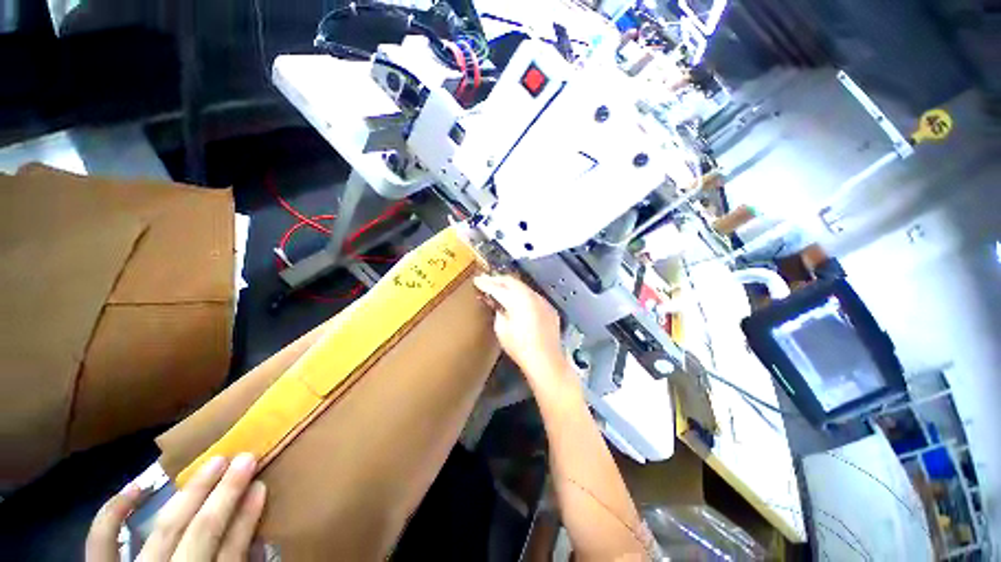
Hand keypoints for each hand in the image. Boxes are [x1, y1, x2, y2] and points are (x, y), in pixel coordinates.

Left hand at [86, 454, 266, 561]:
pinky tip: (137, 486)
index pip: (231, 552)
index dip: (247, 518)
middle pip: (201, 532)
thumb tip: (258, 538)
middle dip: (225, 493)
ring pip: (164, 528)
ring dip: (191, 492)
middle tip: (245, 457)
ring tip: (214, 461)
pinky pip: (102, 542)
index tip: (261, 486)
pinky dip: (113, 512)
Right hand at [474, 275, 570, 388]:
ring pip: (523, 286)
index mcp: (517, 300)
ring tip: (500, 286)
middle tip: (486, 279)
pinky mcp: (549, 308)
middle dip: (497, 279)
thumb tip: (498, 305)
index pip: (497, 288)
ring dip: (511, 285)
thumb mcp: (502, 330)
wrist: (546, 360)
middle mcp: (531, 295)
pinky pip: (533, 296)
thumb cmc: (520, 347)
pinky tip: (518, 299)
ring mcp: (542, 300)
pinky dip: (522, 294)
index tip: (476, 280)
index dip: (485, 284)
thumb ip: (498, 313)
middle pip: (512, 281)